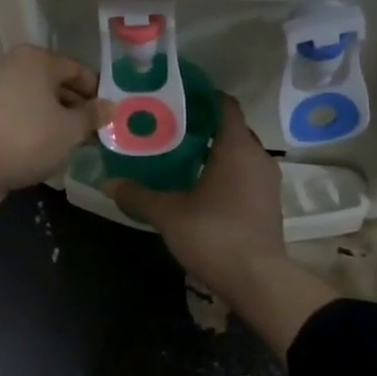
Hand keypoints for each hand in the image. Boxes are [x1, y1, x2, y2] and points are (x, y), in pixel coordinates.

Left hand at [0, 45, 110, 245]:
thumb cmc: (27, 138)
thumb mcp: (70, 129)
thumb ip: (93, 116)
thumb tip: (111, 106)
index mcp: (37, 59)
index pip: (78, 70)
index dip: (98, 93)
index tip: (111, 118)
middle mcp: (14, 67)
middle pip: (56, 85)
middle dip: (78, 109)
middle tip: (97, 134)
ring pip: (38, 104)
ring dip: (58, 122)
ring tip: (76, 146)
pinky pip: (21, 119)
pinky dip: (36, 131)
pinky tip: (47, 152)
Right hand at [105, 94, 284, 287]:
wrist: (258, 280)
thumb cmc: (213, 234)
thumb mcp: (168, 214)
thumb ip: (138, 195)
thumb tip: (107, 183)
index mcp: (236, 147)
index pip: (224, 105)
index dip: (202, 96)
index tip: (175, 96)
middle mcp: (258, 156)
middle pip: (231, 128)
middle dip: (203, 126)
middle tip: (169, 128)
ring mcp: (267, 181)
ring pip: (239, 153)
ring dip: (214, 152)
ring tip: (180, 156)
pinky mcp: (269, 203)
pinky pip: (245, 174)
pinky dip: (225, 172)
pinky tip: (200, 186)